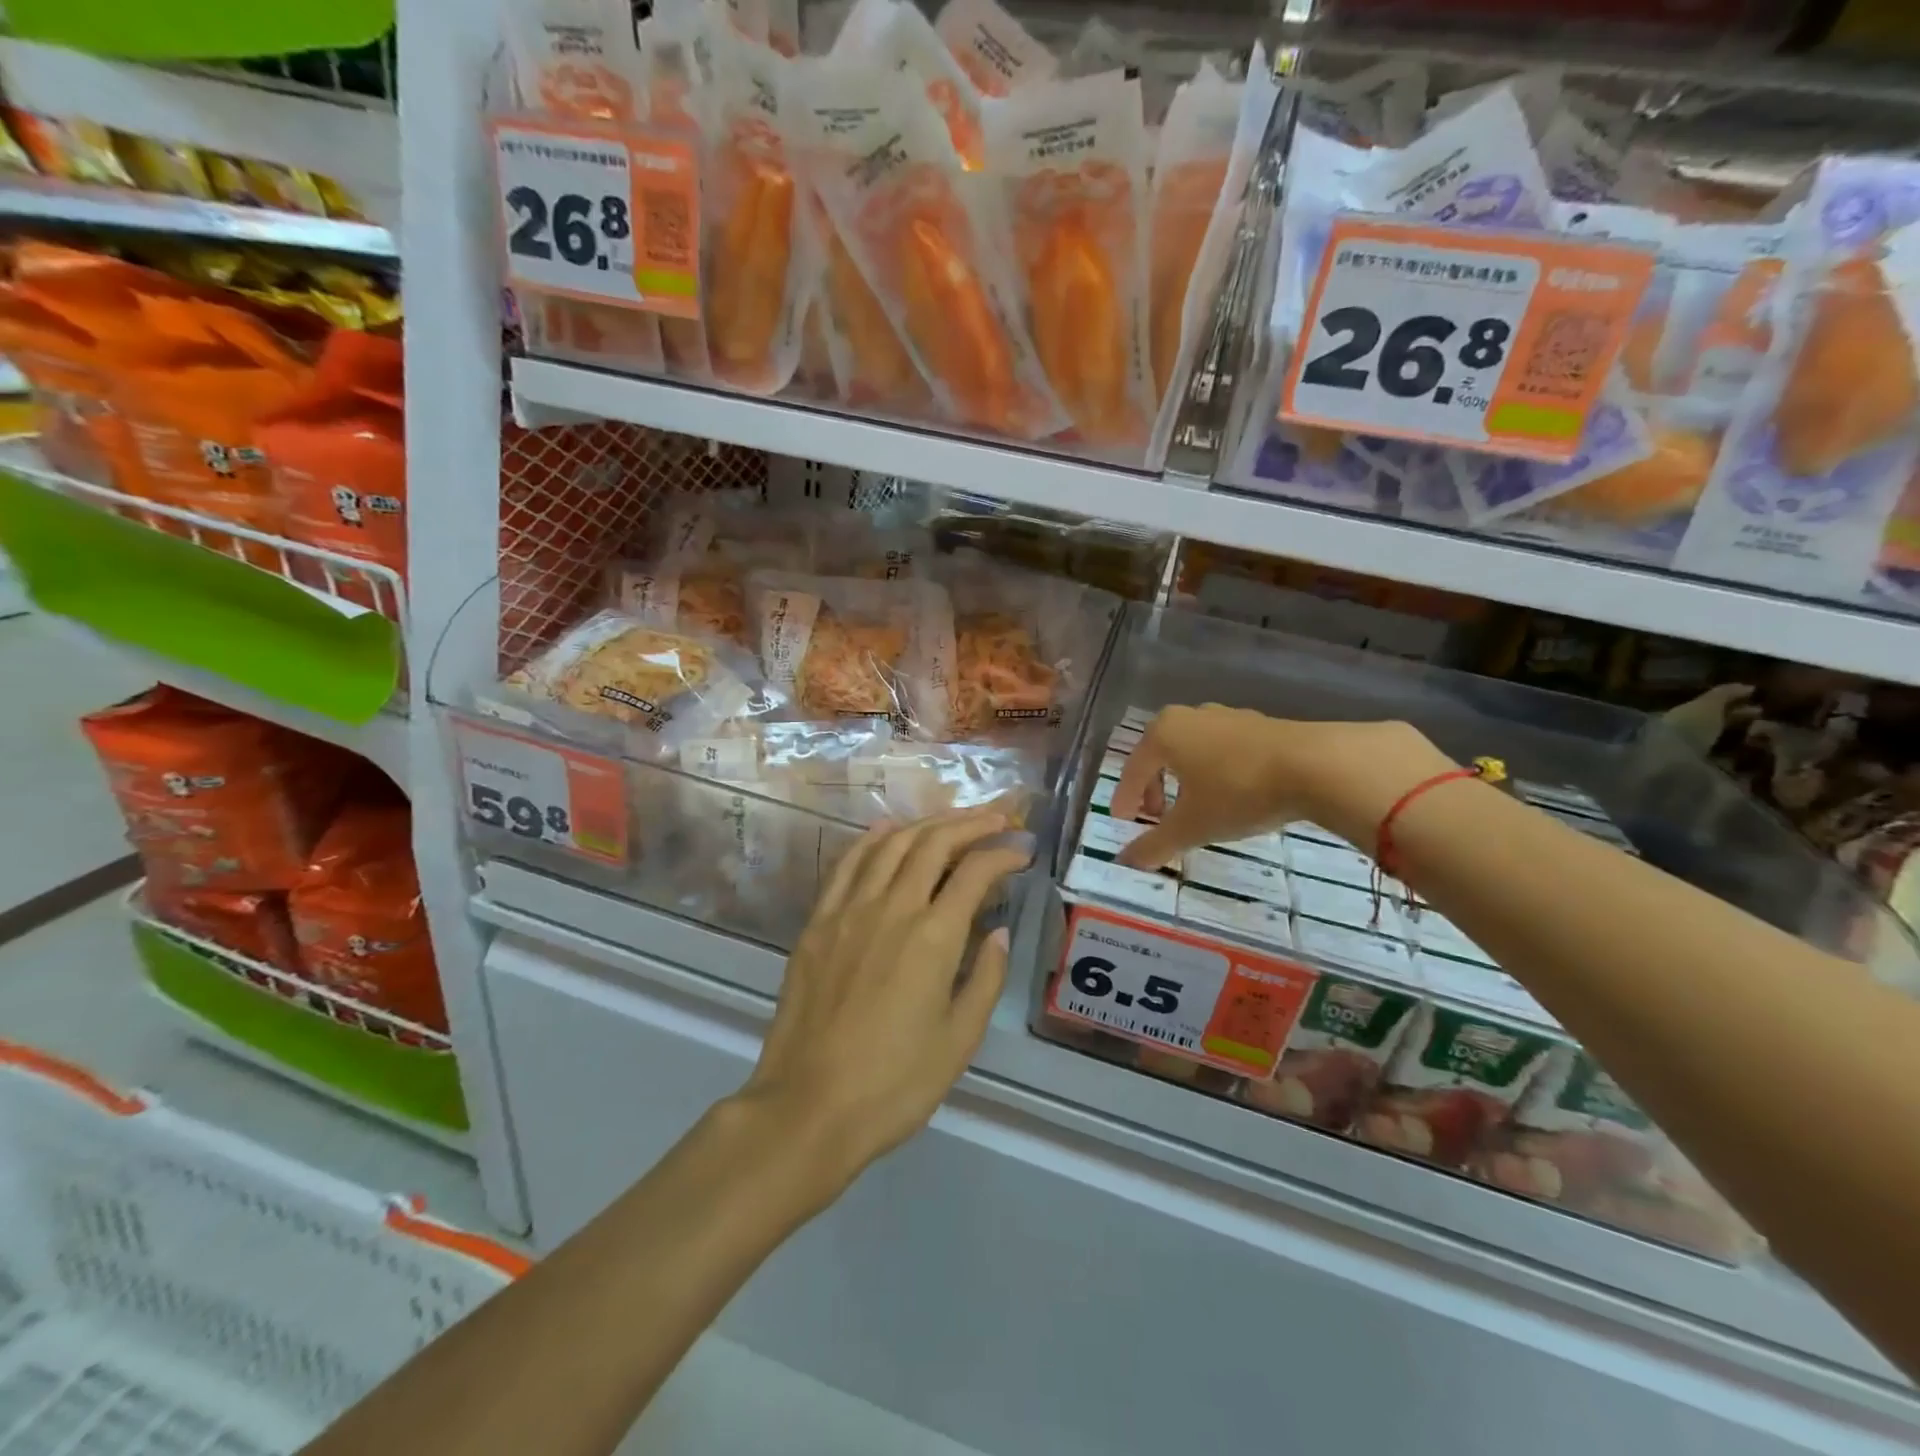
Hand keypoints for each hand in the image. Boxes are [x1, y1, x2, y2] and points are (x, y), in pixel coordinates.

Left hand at [740, 806, 1031, 1193]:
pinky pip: (848, 864)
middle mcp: (892, 908)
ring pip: (891, 844)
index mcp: (933, 937)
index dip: (1004, 854)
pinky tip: (889, 830)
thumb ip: (986, 978)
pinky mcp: (818, 922)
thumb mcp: (959, 1040)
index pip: (975, 872)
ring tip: (953, 820)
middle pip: (934, 843)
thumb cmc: (894, 1083)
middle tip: (998, 819)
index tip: (1022, 851)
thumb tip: (1000, 932)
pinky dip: (872, 839)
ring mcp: (849, 910)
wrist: (808, 1107)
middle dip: (971, 823)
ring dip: (927, 823)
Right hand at [1112, 706, 1455, 868]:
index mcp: (1163, 733)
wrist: (1316, 765)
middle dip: (1155, 788)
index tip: (1123, 821)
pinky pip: (1222, 750)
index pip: (1133, 769)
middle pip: (1160, 755)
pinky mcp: (1260, 724)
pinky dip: (1215, 772)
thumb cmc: (1238, 791)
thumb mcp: (1192, 826)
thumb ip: (1154, 845)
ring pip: (1193, 751)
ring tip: (1195, 808)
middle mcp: (1189, 717)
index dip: (1125, 798)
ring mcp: (1227, 717)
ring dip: (1186, 779)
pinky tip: (1231, 794)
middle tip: (1158, 817)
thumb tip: (1125, 863)